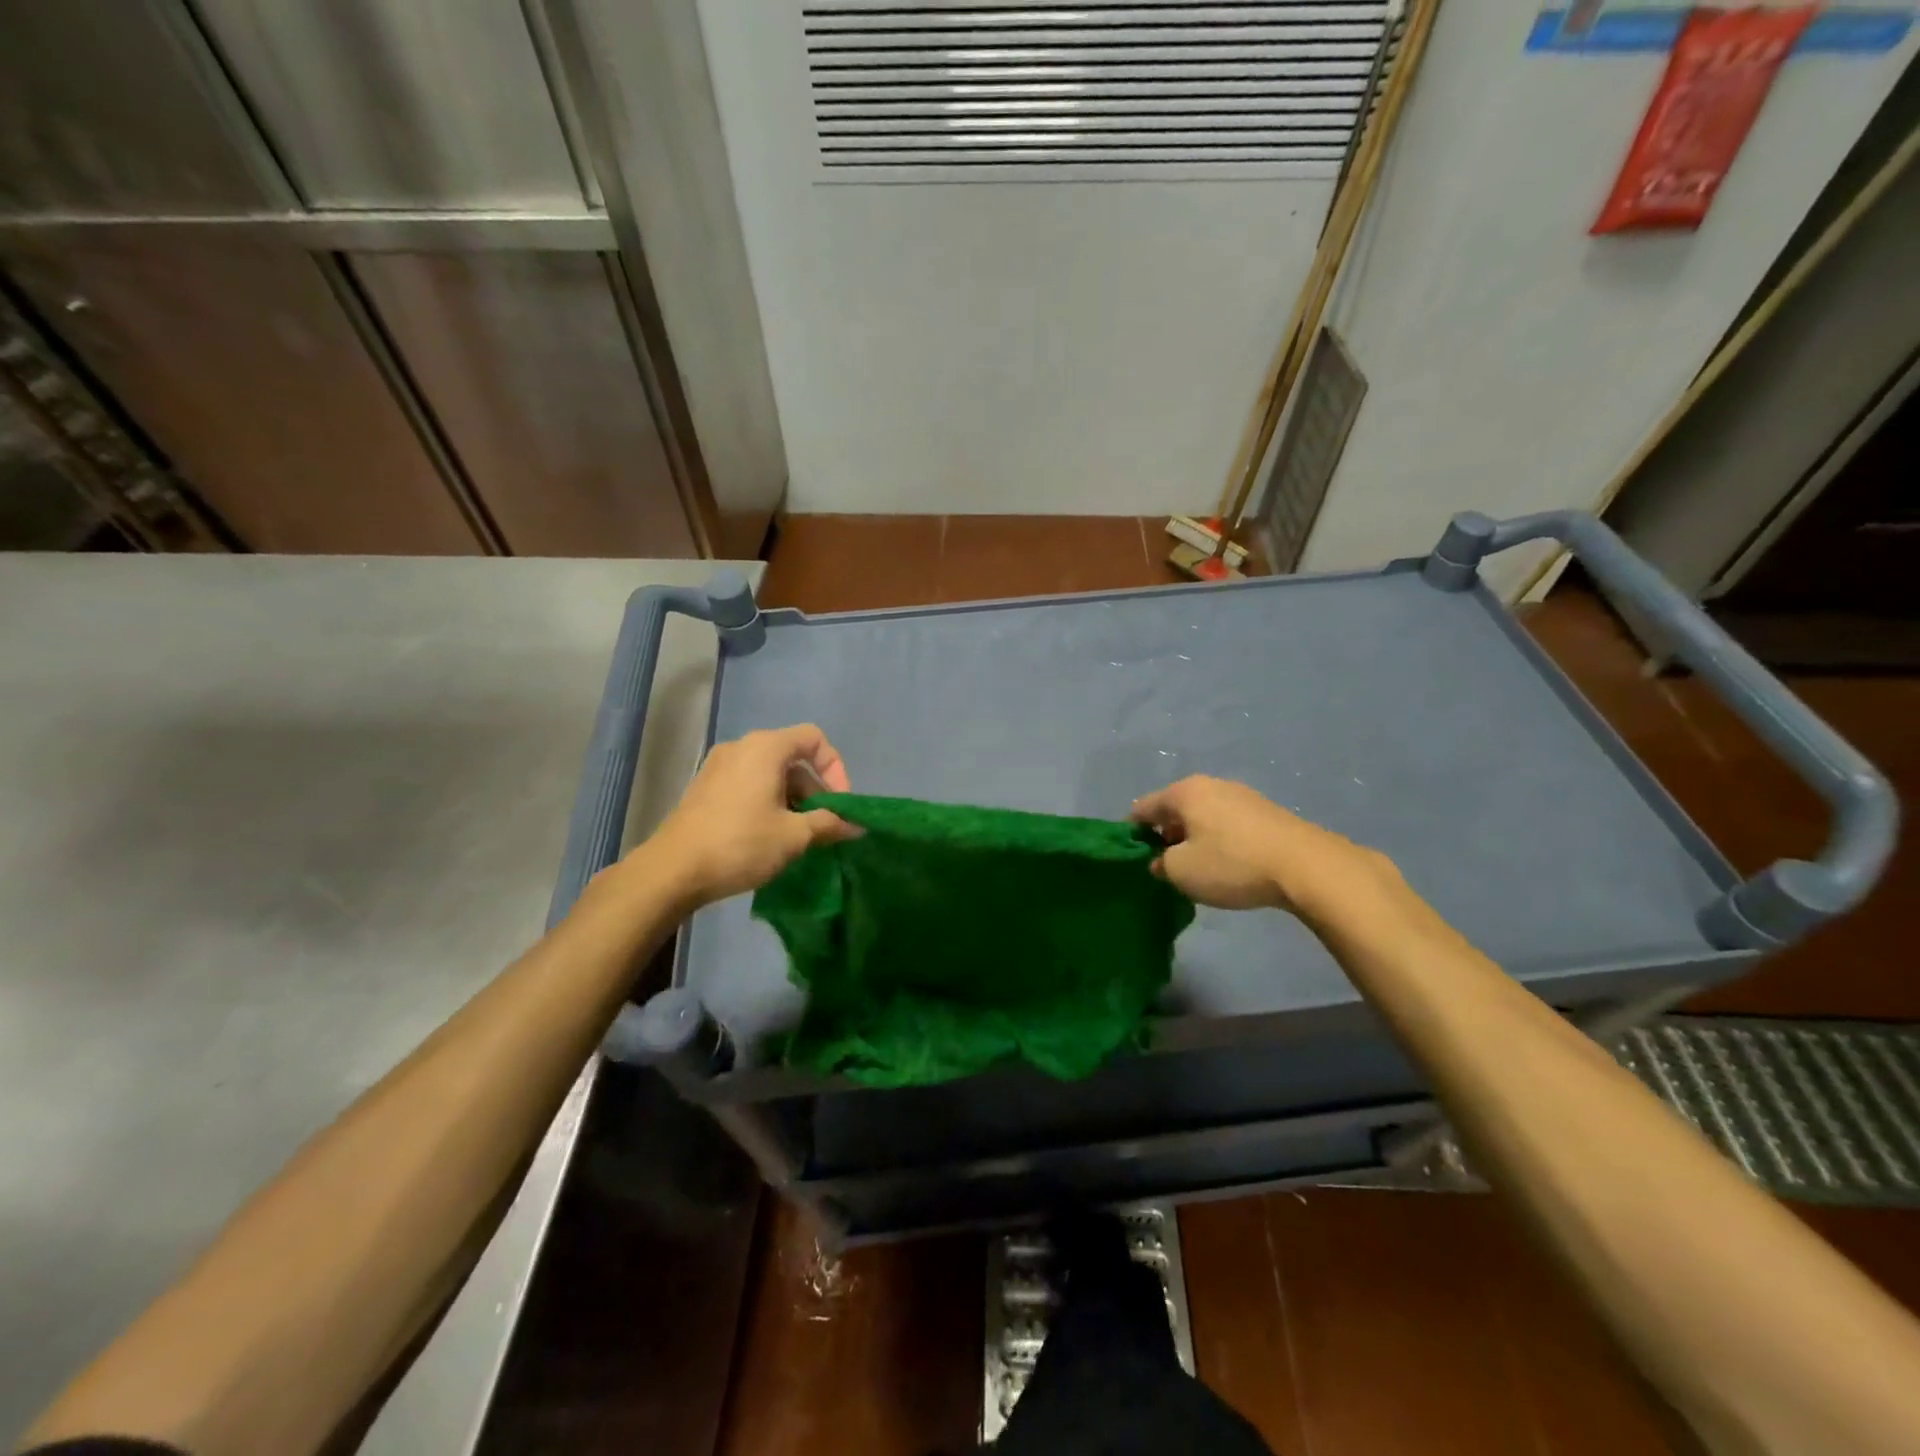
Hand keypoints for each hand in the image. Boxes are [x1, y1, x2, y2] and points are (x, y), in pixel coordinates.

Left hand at [645, 724, 859, 907]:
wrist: (672, 870)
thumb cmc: (741, 844)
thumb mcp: (794, 836)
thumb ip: (829, 824)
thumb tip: (856, 826)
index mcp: (765, 748)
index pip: (814, 738)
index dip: (835, 768)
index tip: (839, 804)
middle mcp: (741, 747)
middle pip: (792, 758)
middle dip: (814, 790)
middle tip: (822, 826)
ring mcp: (718, 766)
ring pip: (770, 773)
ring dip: (792, 800)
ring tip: (797, 836)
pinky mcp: (705, 787)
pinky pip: (748, 784)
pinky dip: (767, 802)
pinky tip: (768, 836)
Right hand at [1130, 775, 1394, 915]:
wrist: (1306, 866)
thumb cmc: (1232, 864)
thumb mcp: (1182, 872)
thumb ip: (1160, 864)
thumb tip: (1160, 860)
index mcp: (1184, 792)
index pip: (1143, 808)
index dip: (1132, 833)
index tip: (1133, 858)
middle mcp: (1211, 785)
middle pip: (1174, 809)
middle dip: (1165, 835)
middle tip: (1164, 867)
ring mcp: (1242, 796)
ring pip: (1202, 816)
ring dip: (1193, 838)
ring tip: (1197, 868)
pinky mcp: (1266, 812)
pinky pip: (1227, 823)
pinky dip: (1219, 840)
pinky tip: (1227, 864)